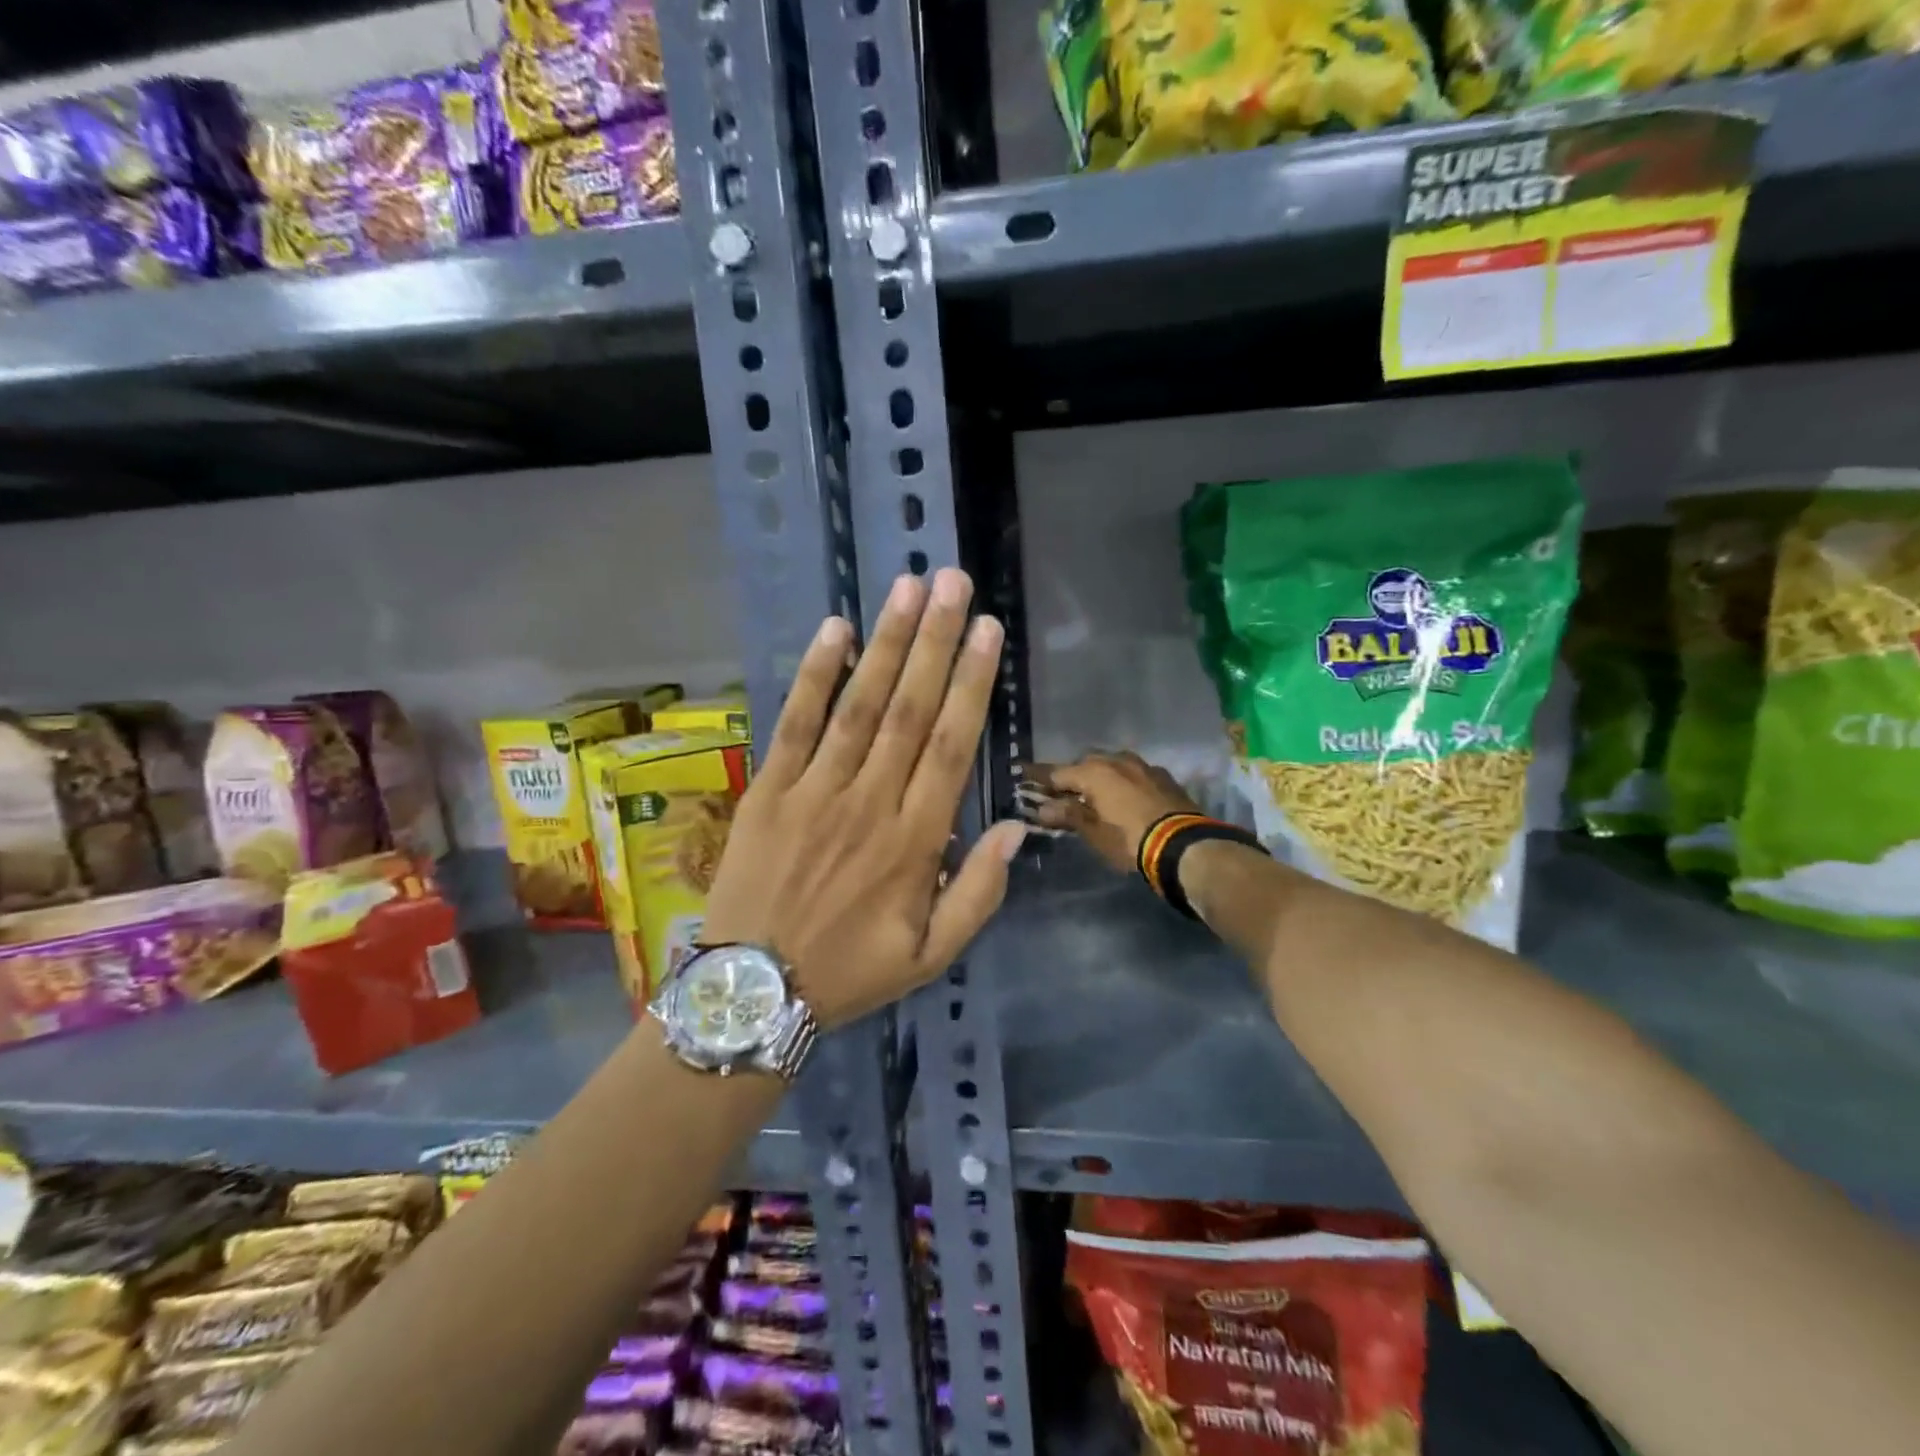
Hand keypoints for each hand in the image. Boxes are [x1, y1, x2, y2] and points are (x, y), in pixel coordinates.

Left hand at [702, 568, 1027, 1029]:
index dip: (971, 683)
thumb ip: (980, 893)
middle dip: (935, 640)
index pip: (951, 746)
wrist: (752, 992)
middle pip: (909, 709)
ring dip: (886, 643)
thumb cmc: (850, 971)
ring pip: (858, 705)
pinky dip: (816, 675)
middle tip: (953, 582)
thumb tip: (1016, 827)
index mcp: (915, 842)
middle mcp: (868, 803)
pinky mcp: (770, 789)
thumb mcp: (932, 955)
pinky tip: (836, 629)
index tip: (987, 631)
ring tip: (907, 588)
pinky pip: (795, 723)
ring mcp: (814, 791)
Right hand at [1028, 752, 1201, 876]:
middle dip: (1071, 776)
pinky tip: (1123, 796)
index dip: (1037, 776)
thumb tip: (1043, 807)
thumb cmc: (1129, 840)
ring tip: (1093, 793)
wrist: (1184, 845)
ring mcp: (1143, 766)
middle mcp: (1116, 760)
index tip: (1021, 773)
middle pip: (1085, 764)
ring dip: (1099, 776)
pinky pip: (1133, 774)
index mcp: (1094, 772)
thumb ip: (1068, 815)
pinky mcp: (1163, 776)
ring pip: (1111, 765)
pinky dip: (1121, 782)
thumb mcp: (1093, 833)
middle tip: (1061, 792)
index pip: (1056, 772)